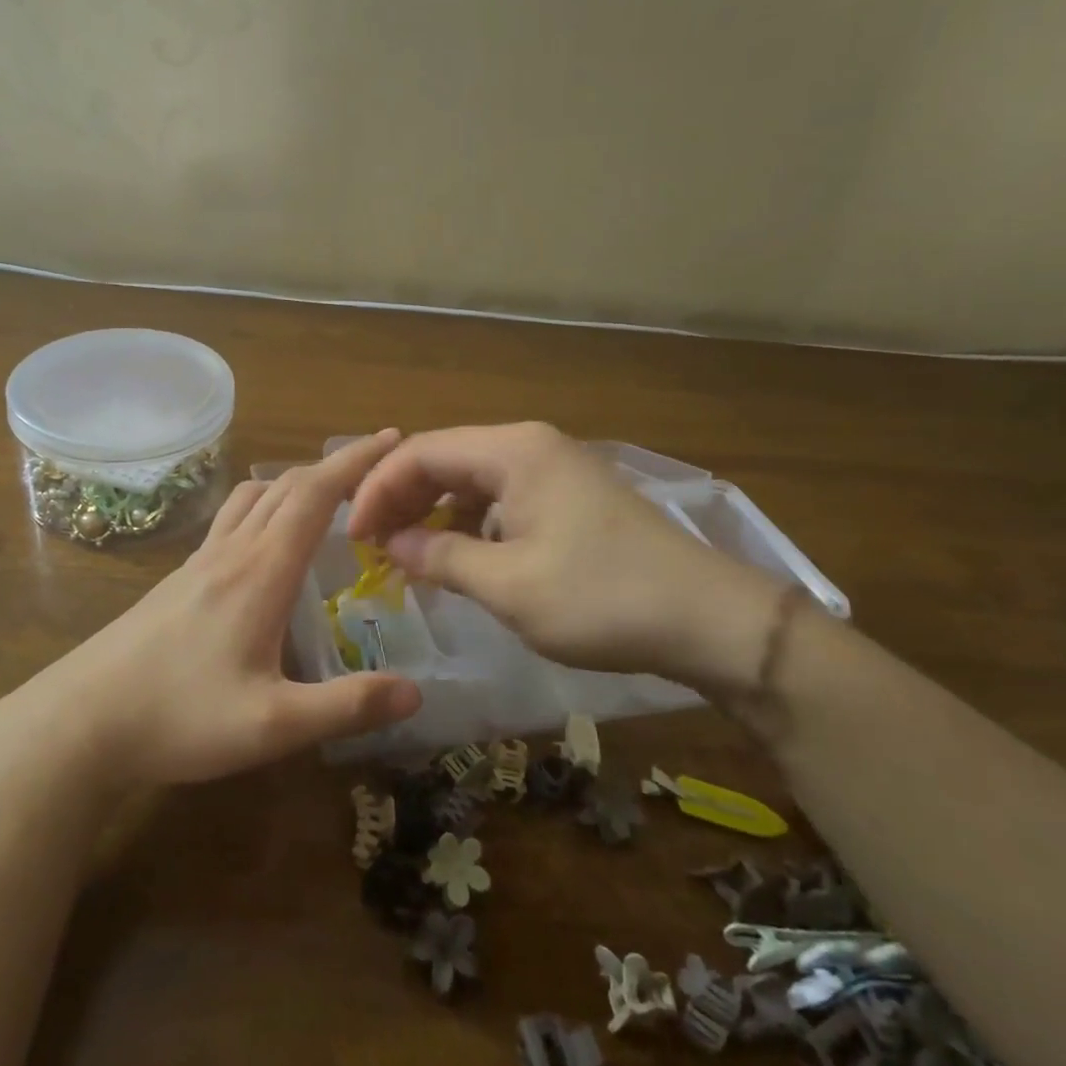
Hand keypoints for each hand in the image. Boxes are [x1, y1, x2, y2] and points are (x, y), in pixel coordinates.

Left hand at [0, 431, 422, 788]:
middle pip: (287, 486)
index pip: (315, 494)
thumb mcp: (272, 725)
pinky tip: (266, 539)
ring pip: (254, 497)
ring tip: (328, 495)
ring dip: (296, 482)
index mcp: (260, 571)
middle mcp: (231, 552)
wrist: (80, 721)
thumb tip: (416, 693)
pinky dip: (265, 505)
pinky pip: (231, 519)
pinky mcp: (179, 578)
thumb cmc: (179, 718)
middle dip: (335, 466)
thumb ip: (346, 707)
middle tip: (376, 467)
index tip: (392, 438)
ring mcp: (200, 561)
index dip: (356, 462)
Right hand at [346, 422, 782, 697]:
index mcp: (513, 451)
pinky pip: (503, 498)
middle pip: (445, 459)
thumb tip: (395, 544)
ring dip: (435, 512)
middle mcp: (531, 445)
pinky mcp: (572, 496)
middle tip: (374, 547)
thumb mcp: (508, 585)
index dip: (378, 491)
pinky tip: (463, 557)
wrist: (710, 619)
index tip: (355, 539)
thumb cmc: (601, 598)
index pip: (421, 452)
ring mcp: (555, 469)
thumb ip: (441, 556)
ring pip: (472, 480)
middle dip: (402, 499)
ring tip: (410, 554)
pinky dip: (472, 523)